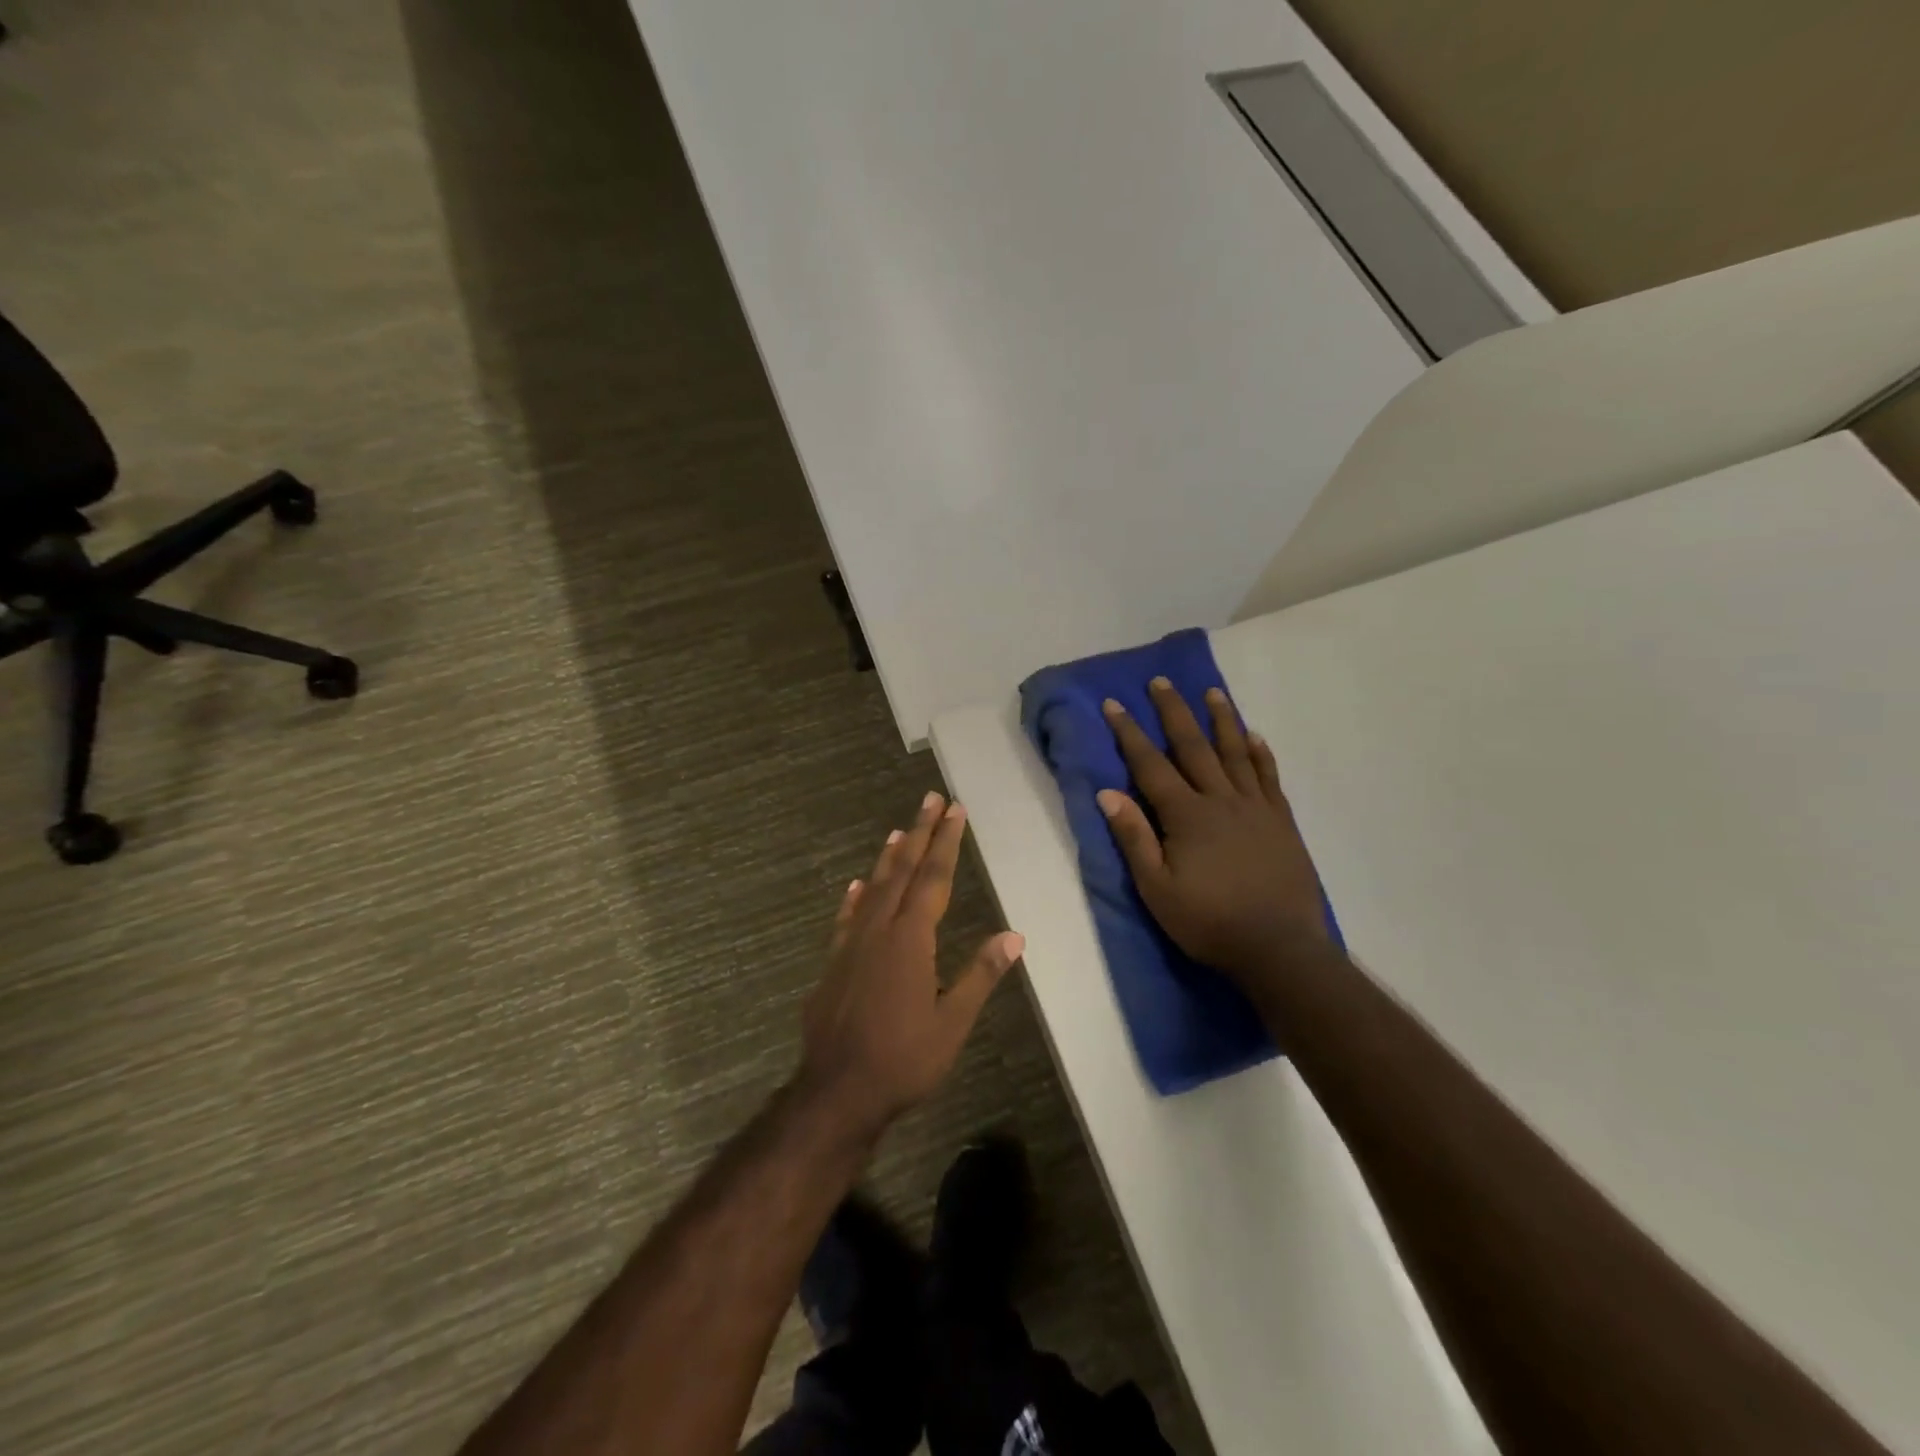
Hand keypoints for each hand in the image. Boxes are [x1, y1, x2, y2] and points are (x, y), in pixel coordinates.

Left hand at [798, 792, 1024, 1135]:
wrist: (837, 1091)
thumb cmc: (903, 1059)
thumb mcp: (952, 1022)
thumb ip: (980, 975)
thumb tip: (1014, 936)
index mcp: (910, 939)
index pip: (933, 878)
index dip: (945, 842)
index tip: (954, 810)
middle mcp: (879, 930)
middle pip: (902, 871)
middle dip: (919, 833)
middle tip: (930, 800)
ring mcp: (851, 945)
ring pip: (873, 888)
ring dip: (888, 858)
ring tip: (898, 831)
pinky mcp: (833, 963)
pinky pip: (846, 918)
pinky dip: (855, 898)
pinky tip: (856, 886)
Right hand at [1097, 679, 1328, 984]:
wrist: (1279, 948)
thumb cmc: (1209, 921)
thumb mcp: (1157, 889)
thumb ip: (1134, 838)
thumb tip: (1107, 793)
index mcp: (1186, 815)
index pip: (1150, 765)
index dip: (1130, 733)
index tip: (1115, 704)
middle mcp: (1221, 800)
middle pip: (1193, 747)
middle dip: (1174, 712)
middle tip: (1161, 682)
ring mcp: (1256, 808)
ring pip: (1235, 753)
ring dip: (1221, 720)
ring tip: (1212, 692)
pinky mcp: (1281, 821)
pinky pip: (1269, 777)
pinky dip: (1260, 753)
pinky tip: (1255, 736)